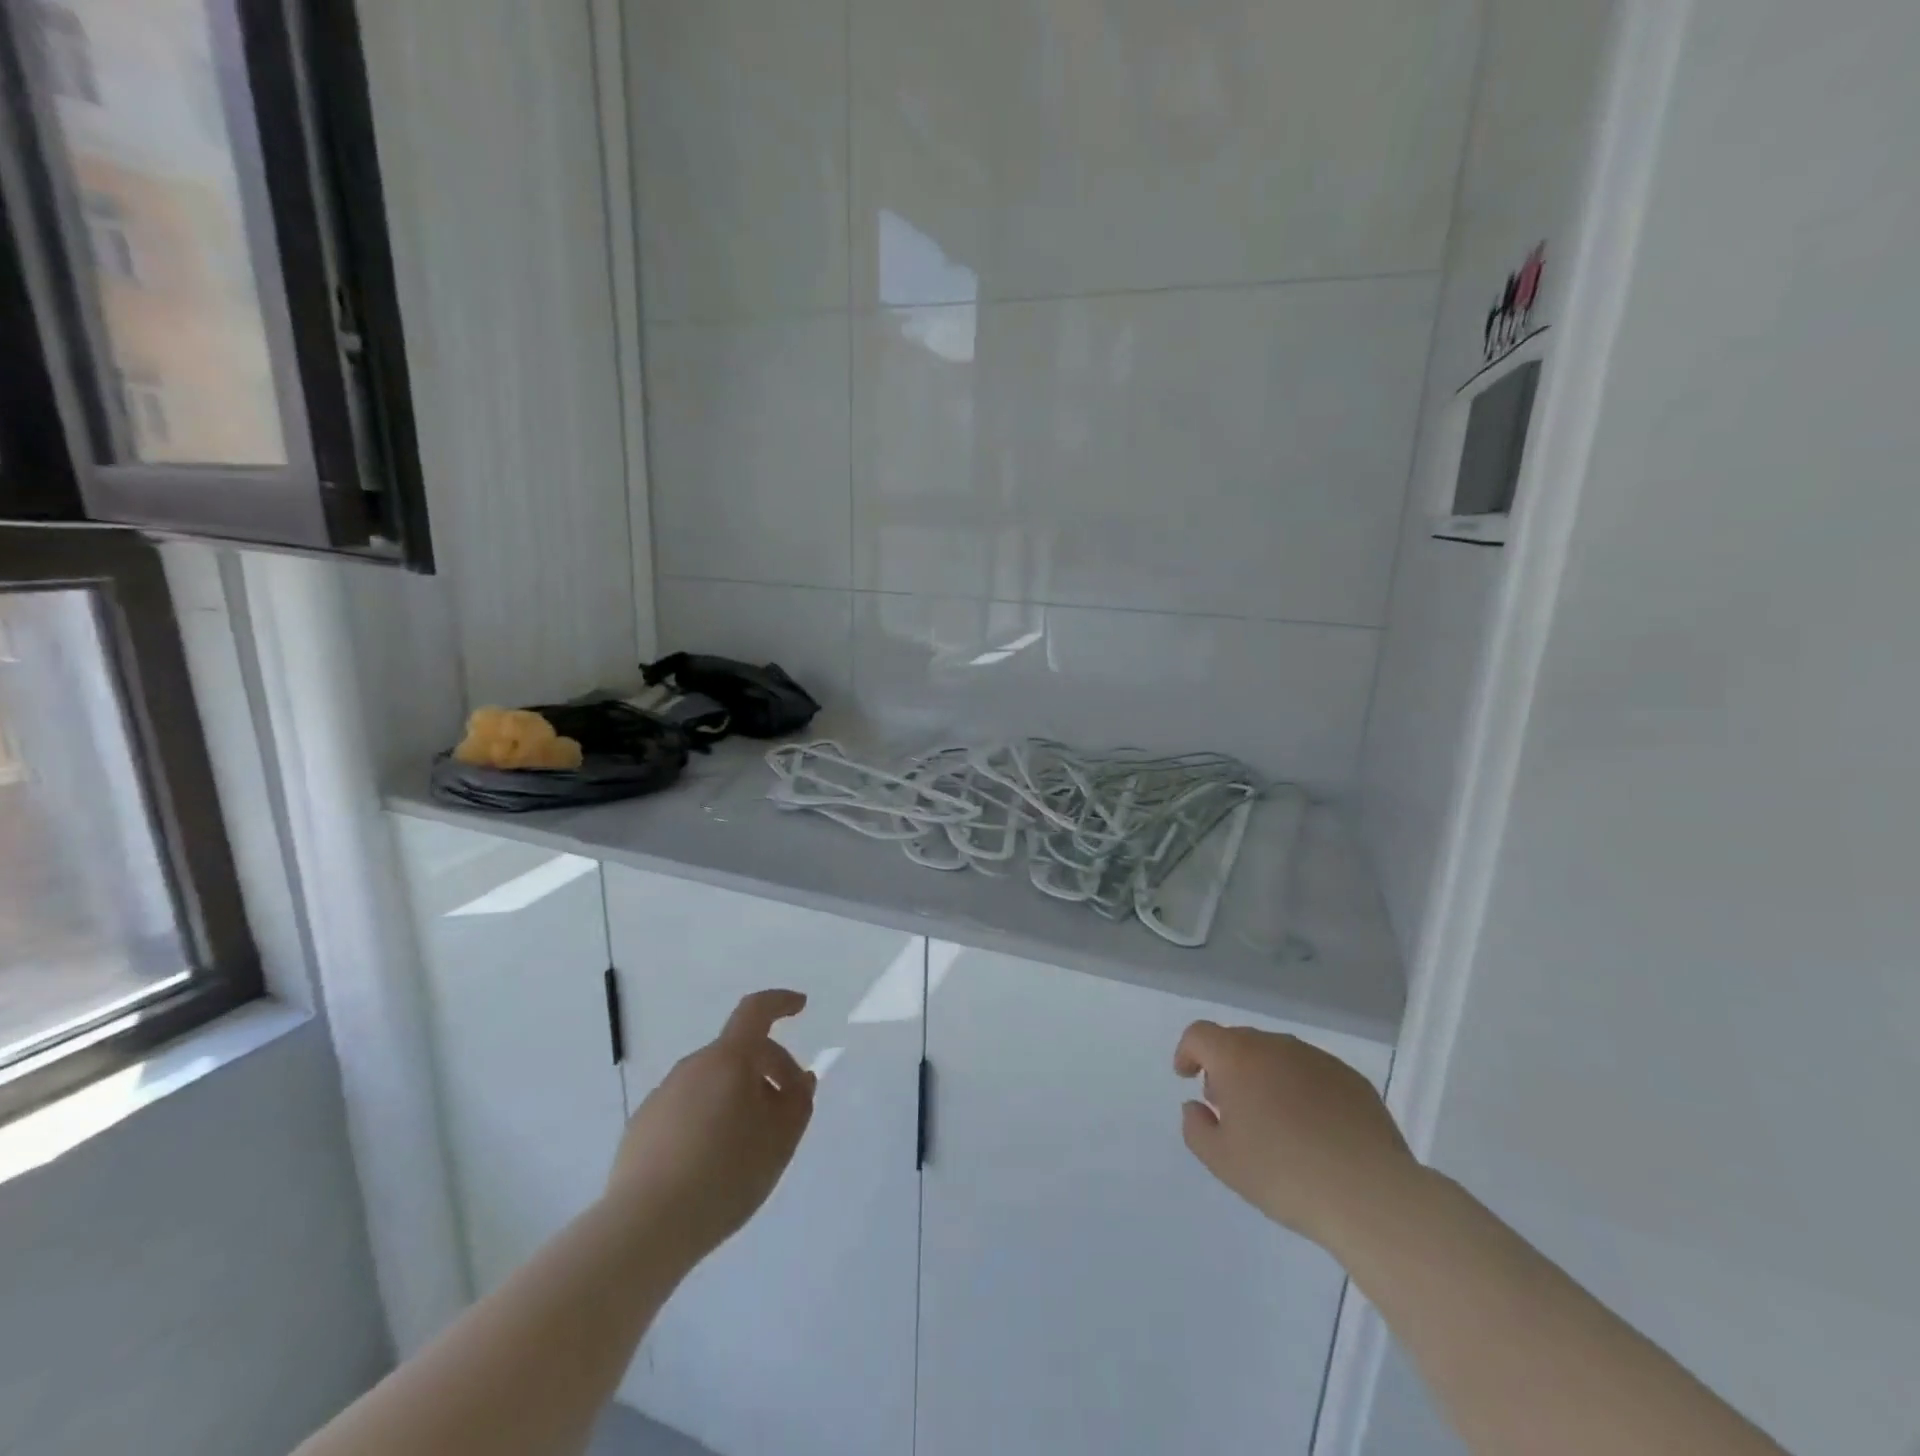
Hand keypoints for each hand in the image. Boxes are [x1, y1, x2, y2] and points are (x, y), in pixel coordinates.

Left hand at [603, 989, 815, 1268]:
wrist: (644, 1228)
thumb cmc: (725, 1175)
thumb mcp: (780, 1140)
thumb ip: (798, 1102)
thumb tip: (799, 1080)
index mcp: (728, 1060)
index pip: (756, 1011)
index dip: (780, 1002)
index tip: (799, 1006)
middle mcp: (693, 1067)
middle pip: (739, 1052)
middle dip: (769, 1070)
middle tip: (788, 1110)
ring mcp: (663, 1096)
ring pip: (713, 1083)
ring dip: (738, 1098)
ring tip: (750, 1146)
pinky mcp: (642, 1128)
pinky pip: (687, 1109)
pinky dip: (708, 1120)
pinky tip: (712, 1164)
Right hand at [1174, 1021, 1420, 1251]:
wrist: (1370, 1194)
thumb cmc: (1283, 1174)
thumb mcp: (1222, 1161)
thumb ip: (1196, 1127)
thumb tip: (1197, 1106)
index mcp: (1238, 1057)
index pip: (1200, 1034)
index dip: (1188, 1051)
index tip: (1187, 1076)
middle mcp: (1276, 1046)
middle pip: (1239, 1042)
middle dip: (1226, 1067)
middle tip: (1229, 1107)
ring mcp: (1318, 1059)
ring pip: (1278, 1056)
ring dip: (1265, 1076)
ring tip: (1273, 1121)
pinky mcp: (1352, 1079)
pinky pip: (1313, 1073)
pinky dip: (1301, 1089)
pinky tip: (1313, 1129)